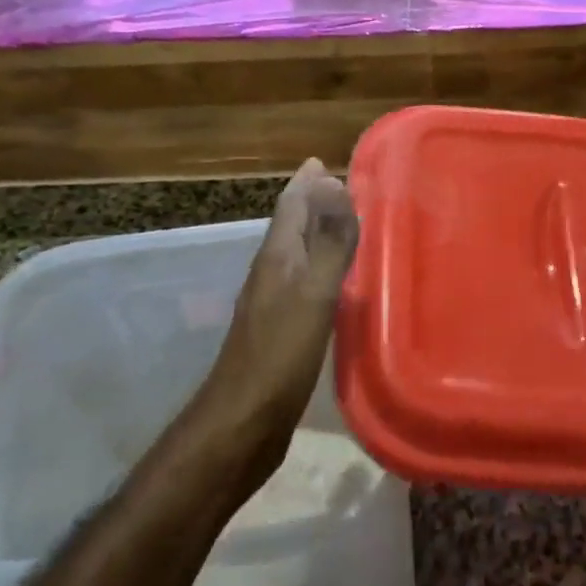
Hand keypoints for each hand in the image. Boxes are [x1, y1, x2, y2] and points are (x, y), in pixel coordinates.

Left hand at [196, 159, 358, 481]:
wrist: (243, 424)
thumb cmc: (280, 355)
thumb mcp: (312, 294)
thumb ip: (328, 242)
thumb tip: (334, 184)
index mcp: (277, 258)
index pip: (291, 207)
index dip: (306, 183)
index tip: (321, 161)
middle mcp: (272, 273)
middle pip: (291, 226)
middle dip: (312, 203)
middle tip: (338, 185)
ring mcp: (274, 304)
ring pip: (297, 254)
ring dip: (316, 233)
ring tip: (342, 223)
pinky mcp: (282, 331)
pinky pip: (304, 283)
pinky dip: (320, 268)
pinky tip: (335, 281)